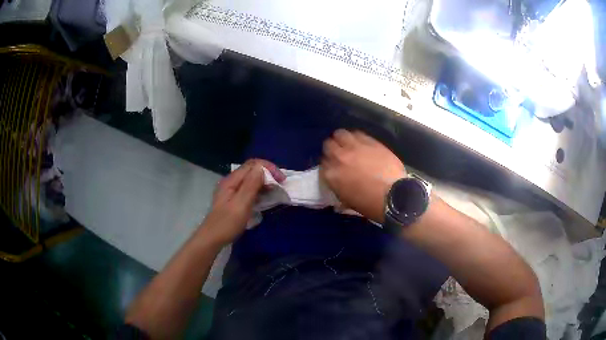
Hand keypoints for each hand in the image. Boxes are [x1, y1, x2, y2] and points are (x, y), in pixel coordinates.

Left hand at [199, 159, 284, 245]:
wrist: (212, 239)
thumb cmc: (227, 224)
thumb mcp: (241, 204)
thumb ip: (250, 185)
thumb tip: (261, 168)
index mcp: (231, 181)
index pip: (252, 164)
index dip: (268, 168)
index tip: (281, 180)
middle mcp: (231, 182)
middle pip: (252, 170)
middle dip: (268, 174)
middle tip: (281, 186)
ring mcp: (231, 191)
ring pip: (251, 180)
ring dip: (265, 183)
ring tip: (276, 192)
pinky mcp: (234, 199)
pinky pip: (249, 189)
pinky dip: (259, 191)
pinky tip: (265, 199)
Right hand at [320, 129, 405, 222]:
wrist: (393, 196)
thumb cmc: (370, 204)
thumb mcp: (347, 201)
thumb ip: (338, 188)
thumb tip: (337, 184)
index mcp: (331, 175)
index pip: (323, 163)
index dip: (329, 165)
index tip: (334, 167)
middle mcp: (339, 157)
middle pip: (328, 145)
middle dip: (332, 149)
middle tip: (340, 155)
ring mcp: (354, 147)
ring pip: (340, 134)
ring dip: (342, 139)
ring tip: (349, 145)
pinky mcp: (369, 142)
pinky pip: (357, 133)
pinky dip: (356, 137)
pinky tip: (361, 143)